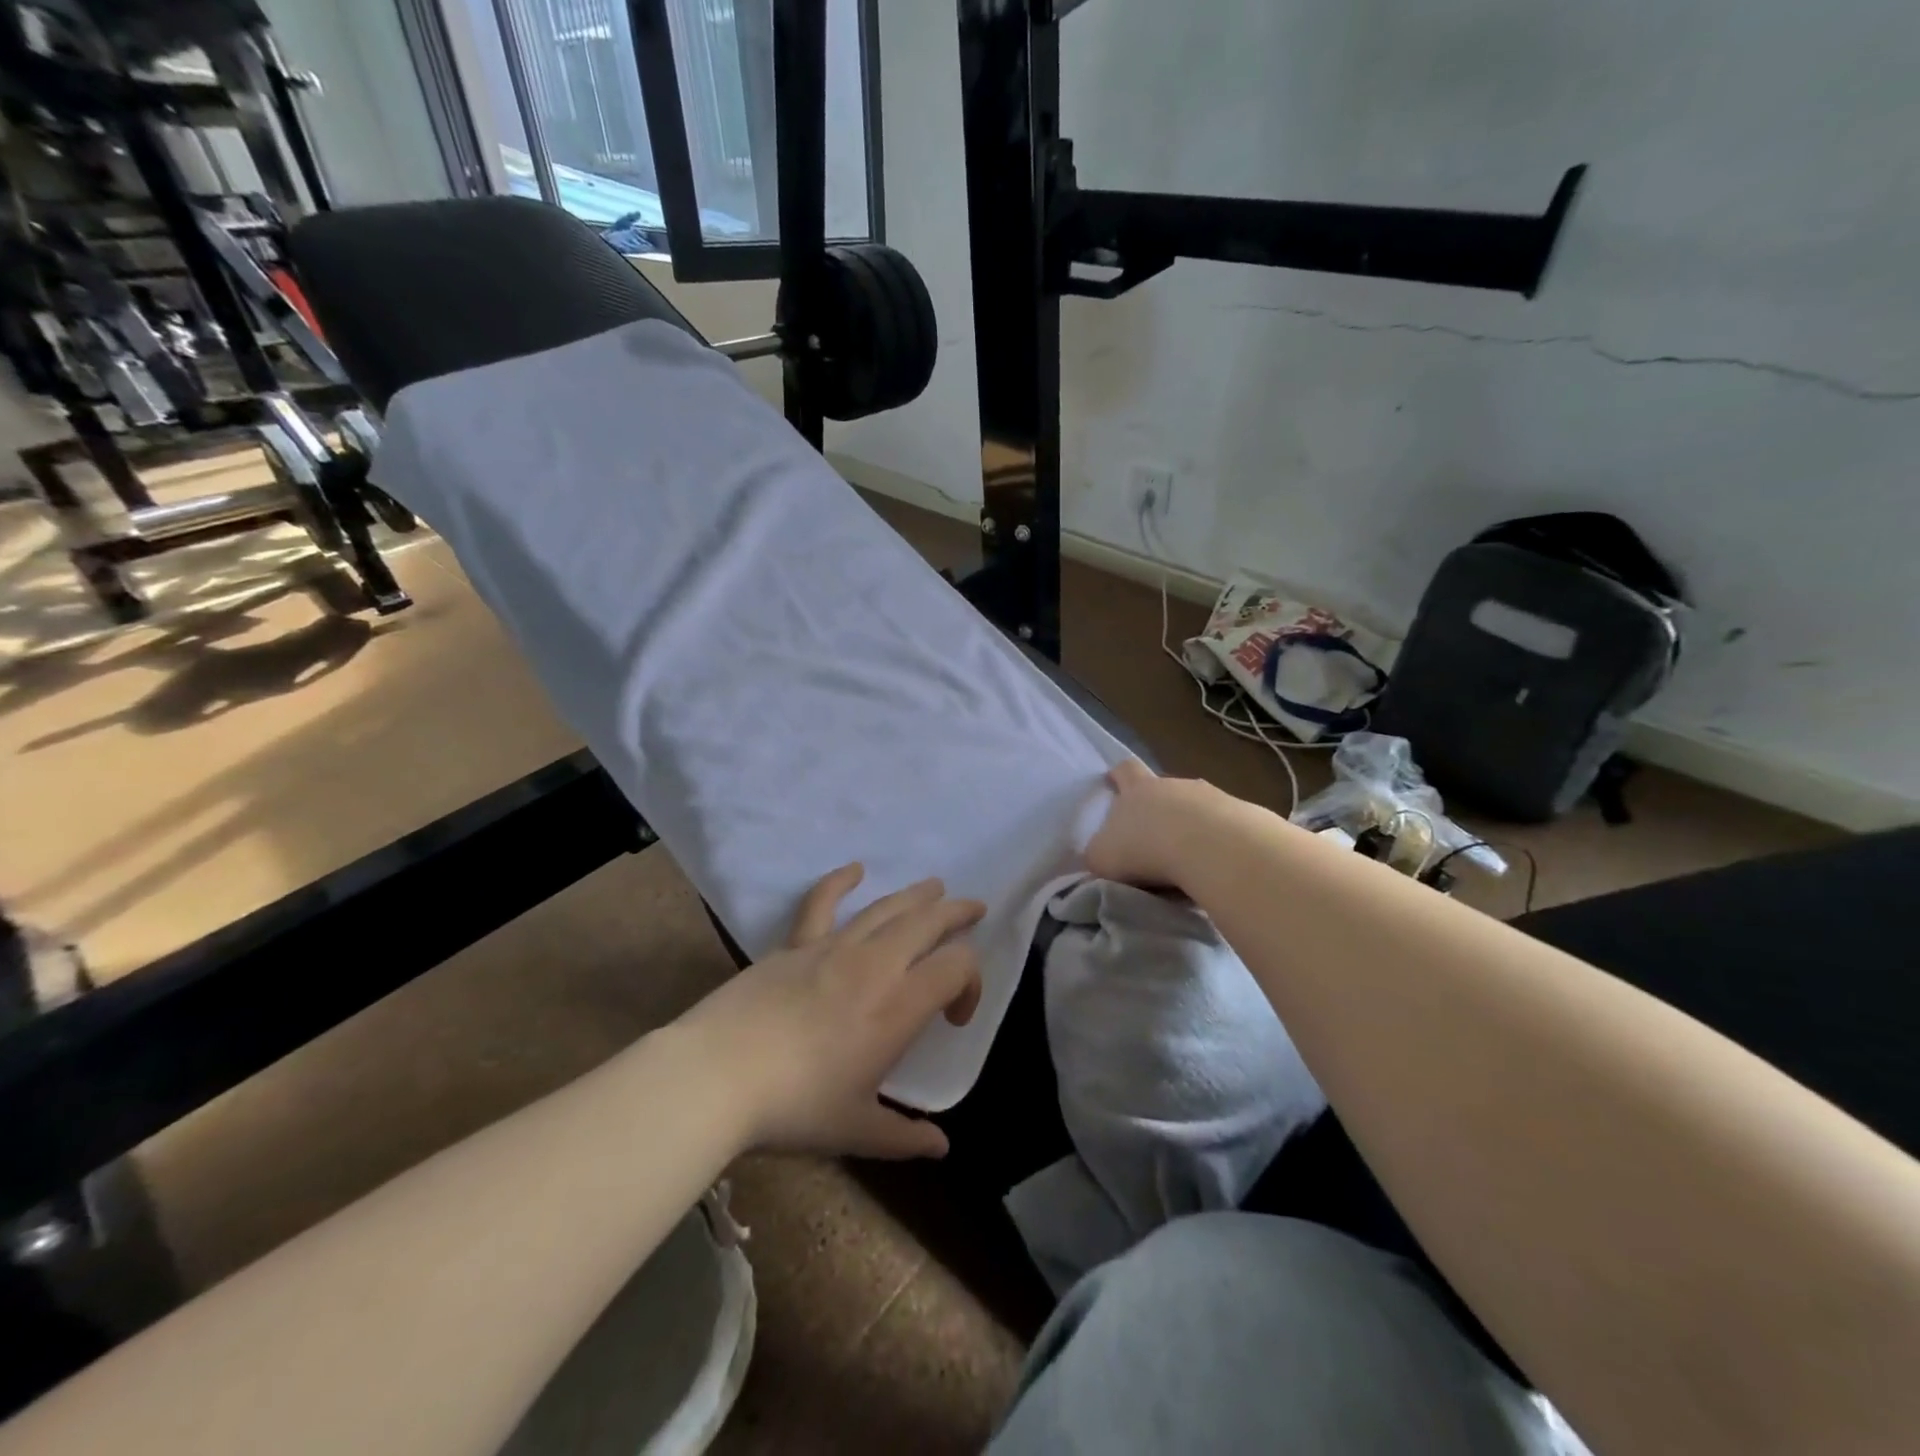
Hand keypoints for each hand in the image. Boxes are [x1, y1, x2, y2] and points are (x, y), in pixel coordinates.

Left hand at [677, 866, 983, 1159]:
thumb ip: (904, 1137)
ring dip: (916, 895)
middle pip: (927, 922)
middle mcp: (874, 965)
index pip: (956, 967)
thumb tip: (941, 1147)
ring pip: (886, 908)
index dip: (971, 982)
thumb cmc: (795, 1107)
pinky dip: (839, 881)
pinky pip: (821, 902)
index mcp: (899, 1006)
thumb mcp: (857, 1131)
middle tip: (973, 908)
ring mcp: (832, 947)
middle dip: (956, 913)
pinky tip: (854, 869)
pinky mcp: (795, 944)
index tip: (956, 1016)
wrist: (717, 1076)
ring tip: (935, 886)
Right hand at [1084, 758, 1225, 889]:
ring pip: (1198, 809)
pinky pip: (1225, 830)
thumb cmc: (1145, 848)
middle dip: (1160, 809)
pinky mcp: (1243, 818)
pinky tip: (1215, 868)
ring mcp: (1213, 798)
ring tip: (1189, 860)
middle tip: (1155, 837)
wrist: (1211, 849)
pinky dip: (1219, 846)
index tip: (1115, 781)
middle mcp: (1175, 785)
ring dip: (1192, 828)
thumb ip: (1098, 855)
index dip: (1119, 776)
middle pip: (1164, 789)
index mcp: (1138, 789)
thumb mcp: (1102, 857)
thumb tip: (1101, 857)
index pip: (1125, 770)